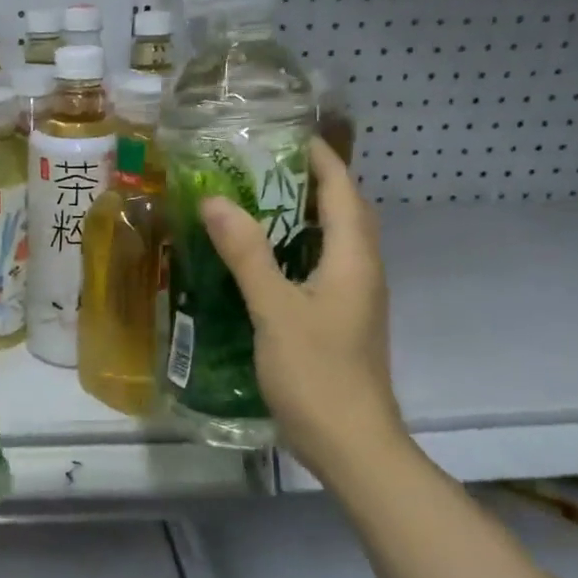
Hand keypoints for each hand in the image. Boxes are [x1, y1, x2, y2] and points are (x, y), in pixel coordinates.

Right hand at [200, 138, 406, 479]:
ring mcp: (352, 299)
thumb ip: (247, 254)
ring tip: (251, 202)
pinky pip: (317, 269)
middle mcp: (360, 272)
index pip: (342, 191)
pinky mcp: (338, 322)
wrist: (350, 444)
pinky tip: (257, 260)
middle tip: (257, 166)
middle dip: (308, 182)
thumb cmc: (316, 373)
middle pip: (342, 212)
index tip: (284, 133)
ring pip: (330, 242)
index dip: (319, 158)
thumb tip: (217, 201)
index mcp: (353, 260)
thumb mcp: (274, 309)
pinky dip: (292, 251)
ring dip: (299, 216)